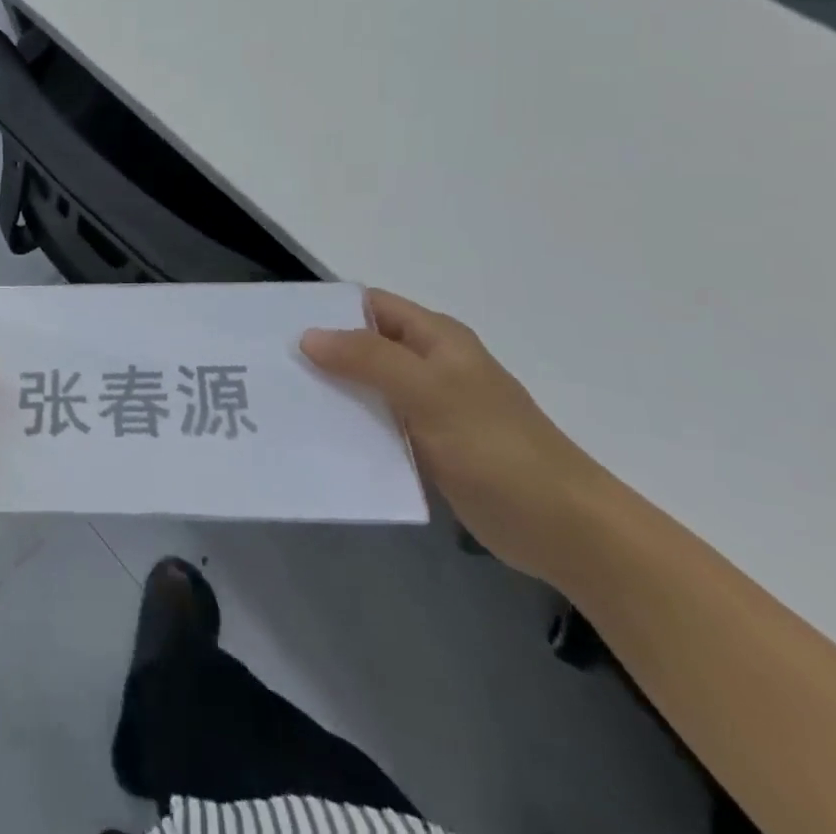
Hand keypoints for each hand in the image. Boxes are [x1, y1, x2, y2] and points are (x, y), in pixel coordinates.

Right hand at [301, 289, 610, 582]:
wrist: (565, 529)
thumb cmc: (497, 448)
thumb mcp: (429, 392)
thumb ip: (368, 359)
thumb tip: (308, 336)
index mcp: (434, 338)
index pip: (369, 305)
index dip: (327, 310)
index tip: (280, 327)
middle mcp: (429, 365)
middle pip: (363, 346)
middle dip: (321, 353)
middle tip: (270, 367)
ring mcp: (429, 407)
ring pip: (367, 387)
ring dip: (333, 392)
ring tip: (283, 403)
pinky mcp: (429, 447)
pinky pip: (379, 425)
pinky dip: (351, 427)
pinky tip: (319, 439)